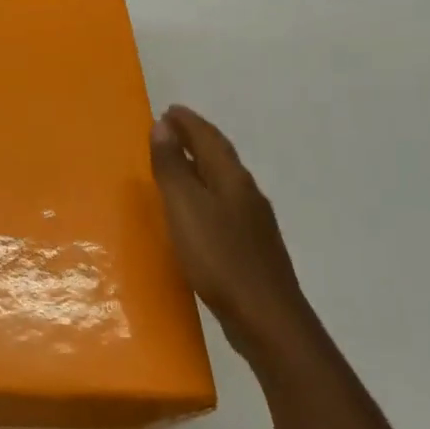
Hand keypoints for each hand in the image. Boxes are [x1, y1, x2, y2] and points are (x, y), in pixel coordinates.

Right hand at [149, 104, 316, 366]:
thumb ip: (172, 167)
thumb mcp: (185, 208)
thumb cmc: (219, 257)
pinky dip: (205, 192)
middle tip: (169, 129)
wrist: (267, 318)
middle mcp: (246, 193)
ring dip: (200, 165)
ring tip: (177, 163)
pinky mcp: (251, 247)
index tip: (168, 110)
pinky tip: (196, 210)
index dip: (188, 122)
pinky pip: (224, 204)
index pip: (208, 138)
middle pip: (219, 156)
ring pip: (223, 180)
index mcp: (231, 178)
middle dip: (195, 138)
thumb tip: (163, 125)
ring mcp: (253, 222)